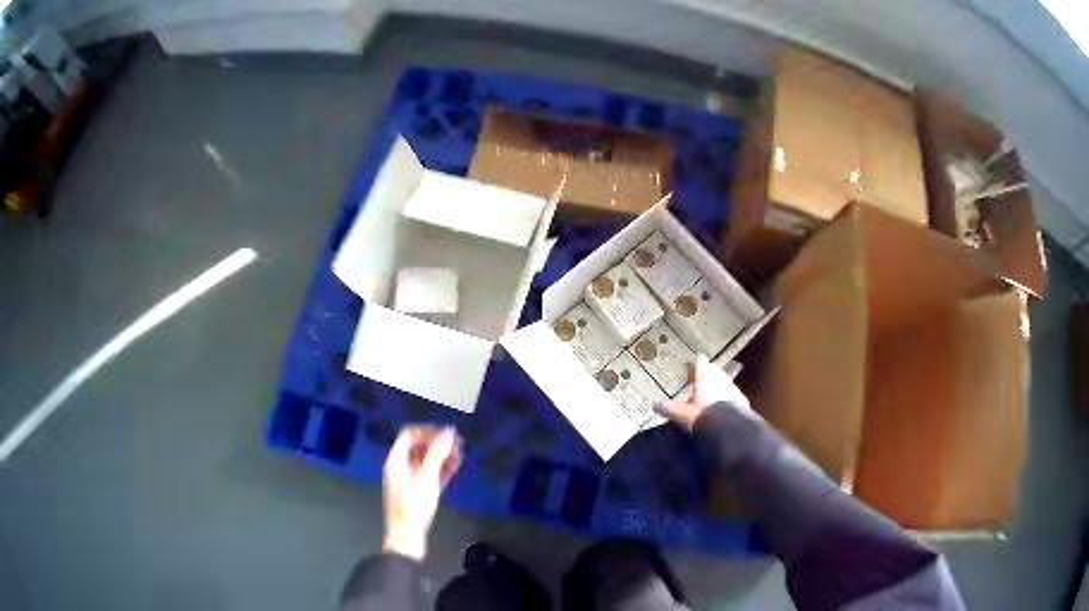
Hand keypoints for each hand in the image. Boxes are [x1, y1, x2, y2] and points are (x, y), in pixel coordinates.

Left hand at [382, 425, 461, 560]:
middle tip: (458, 444)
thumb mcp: (426, 478)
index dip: (428, 431)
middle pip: (418, 447)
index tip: (447, 434)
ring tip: (460, 455)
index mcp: (396, 460)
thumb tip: (449, 432)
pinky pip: (430, 474)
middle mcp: (400, 467)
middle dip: (438, 443)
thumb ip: (437, 454)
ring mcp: (409, 479)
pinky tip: (455, 467)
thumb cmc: (413, 506)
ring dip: (442, 456)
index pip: (409, 435)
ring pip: (426, 460)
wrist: (407, 537)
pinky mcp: (418, 491)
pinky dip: (441, 469)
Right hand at [656, 354, 755, 431]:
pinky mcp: (740, 400)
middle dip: (705, 375)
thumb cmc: (705, 417)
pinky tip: (721, 408)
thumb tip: (656, 406)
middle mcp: (720, 379)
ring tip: (708, 396)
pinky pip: (731, 395)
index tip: (689, 366)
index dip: (694, 364)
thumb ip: (668, 408)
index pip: (699, 363)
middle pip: (713, 370)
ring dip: (716, 386)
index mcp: (705, 377)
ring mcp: (732, 388)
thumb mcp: (681, 414)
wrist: (729, 429)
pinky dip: (726, 398)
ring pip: (723, 382)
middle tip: (697, 381)